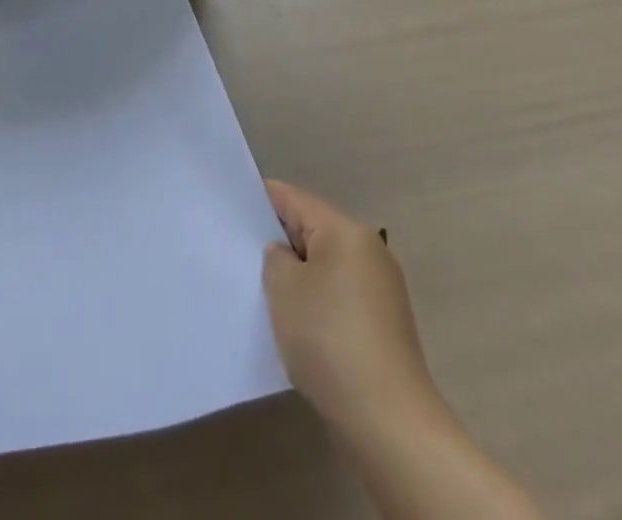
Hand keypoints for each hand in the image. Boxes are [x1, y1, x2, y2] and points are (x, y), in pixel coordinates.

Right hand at [261, 179, 443, 442]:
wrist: (389, 423)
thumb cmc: (330, 340)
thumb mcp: (284, 289)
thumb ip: (275, 258)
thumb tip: (285, 256)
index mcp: (346, 231)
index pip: (294, 199)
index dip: (261, 200)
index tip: (232, 209)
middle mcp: (368, 250)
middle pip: (312, 230)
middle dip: (279, 241)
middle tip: (240, 253)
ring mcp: (381, 288)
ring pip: (325, 265)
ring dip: (298, 275)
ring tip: (264, 292)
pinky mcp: (383, 324)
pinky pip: (339, 295)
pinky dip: (316, 301)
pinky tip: (296, 324)